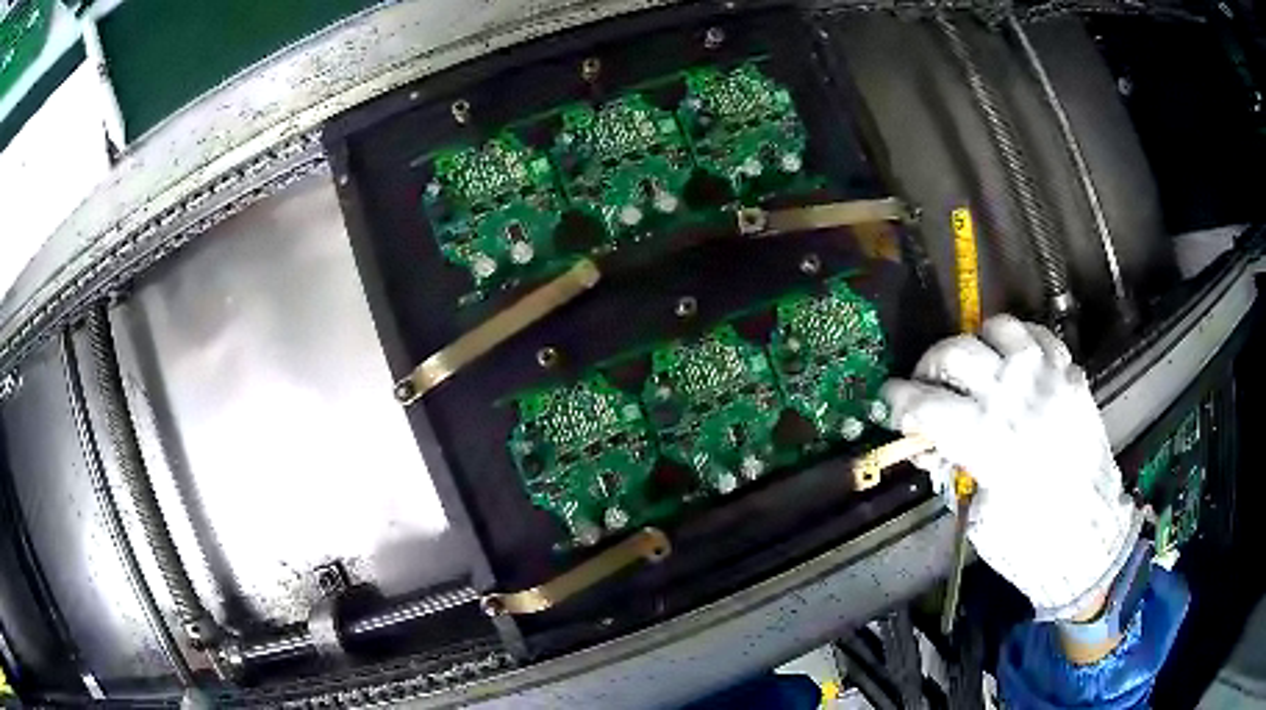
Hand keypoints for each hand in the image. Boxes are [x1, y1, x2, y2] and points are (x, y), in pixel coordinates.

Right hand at [882, 315, 1140, 620]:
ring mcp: (1049, 378)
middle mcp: (1017, 396)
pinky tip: (1013, 365)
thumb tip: (929, 443)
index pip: (926, 405)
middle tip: (927, 388)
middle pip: (955, 353)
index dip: (897, 401)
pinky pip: (1038, 335)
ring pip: (997, 328)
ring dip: (975, 346)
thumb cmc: (1029, 543)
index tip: (888, 402)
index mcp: (989, 441)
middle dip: (929, 368)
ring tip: (973, 370)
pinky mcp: (1072, 375)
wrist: (1092, 535)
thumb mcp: (978, 517)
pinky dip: (1019, 343)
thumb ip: (952, 470)